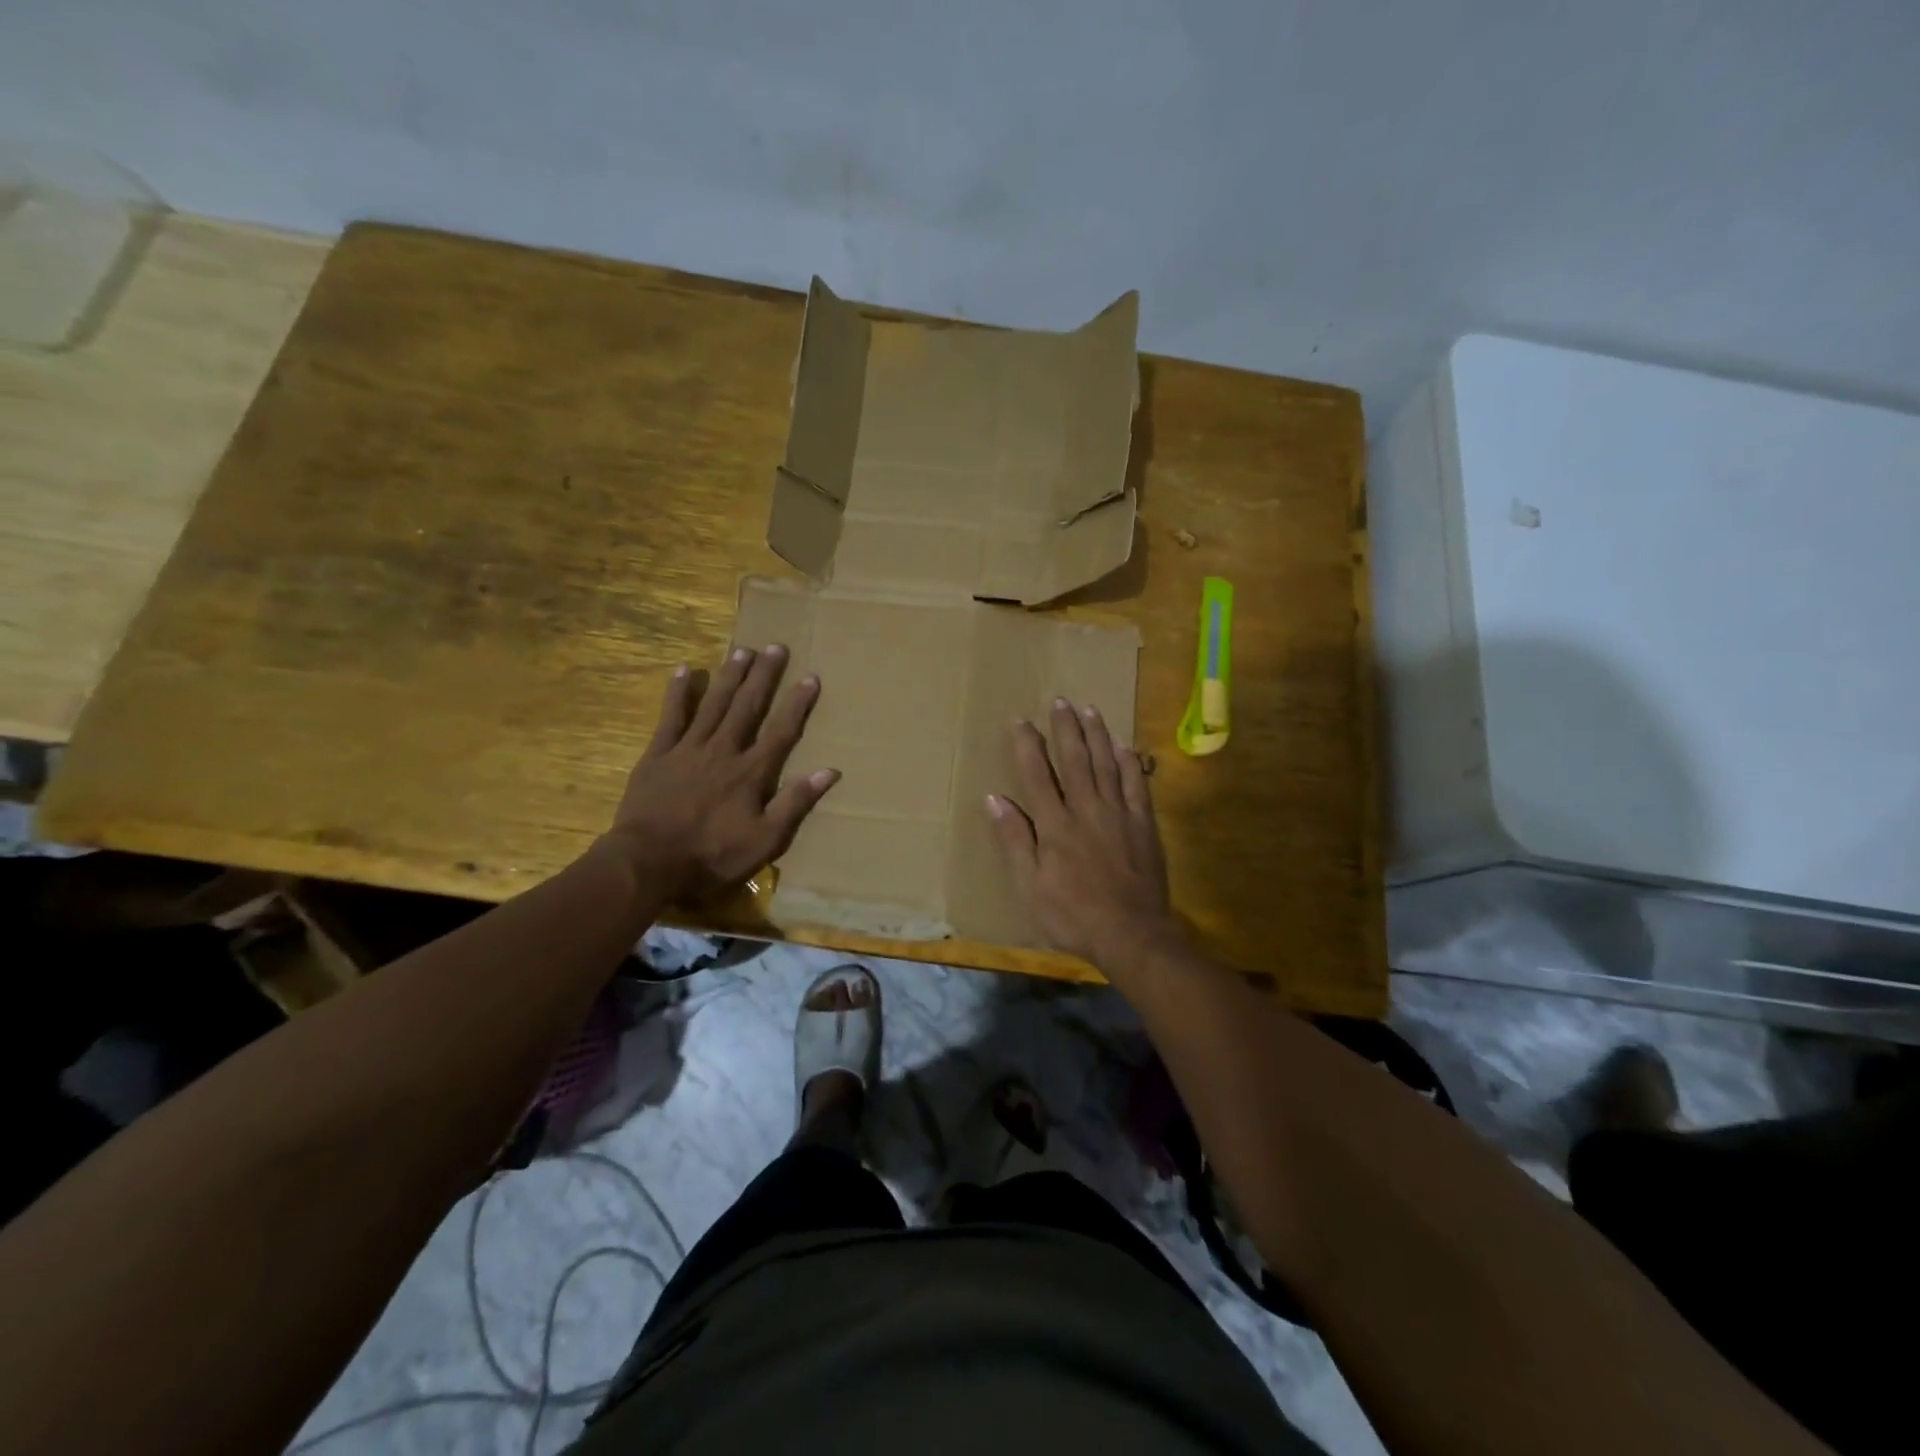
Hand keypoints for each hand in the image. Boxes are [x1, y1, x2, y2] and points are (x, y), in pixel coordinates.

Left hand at [607, 644, 838, 900]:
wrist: (649, 862)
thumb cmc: (712, 855)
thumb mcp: (765, 840)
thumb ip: (795, 803)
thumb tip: (830, 771)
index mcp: (752, 772)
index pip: (781, 731)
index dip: (797, 704)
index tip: (810, 677)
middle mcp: (724, 751)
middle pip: (748, 707)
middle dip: (763, 677)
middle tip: (775, 647)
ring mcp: (689, 749)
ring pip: (714, 705)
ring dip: (729, 677)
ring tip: (742, 651)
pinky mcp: (658, 754)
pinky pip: (671, 717)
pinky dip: (678, 693)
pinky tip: (686, 670)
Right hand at [986, 699, 1184, 967]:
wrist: (1130, 933)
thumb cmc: (1071, 915)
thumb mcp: (1029, 885)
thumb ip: (1014, 839)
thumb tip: (994, 799)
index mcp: (1054, 824)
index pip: (1037, 775)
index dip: (1027, 746)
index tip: (1021, 720)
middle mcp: (1085, 809)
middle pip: (1074, 760)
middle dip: (1065, 729)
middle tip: (1060, 701)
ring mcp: (1118, 814)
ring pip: (1106, 764)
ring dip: (1096, 735)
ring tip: (1089, 710)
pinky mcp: (1143, 824)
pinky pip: (1136, 785)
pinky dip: (1129, 763)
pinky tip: (1124, 746)